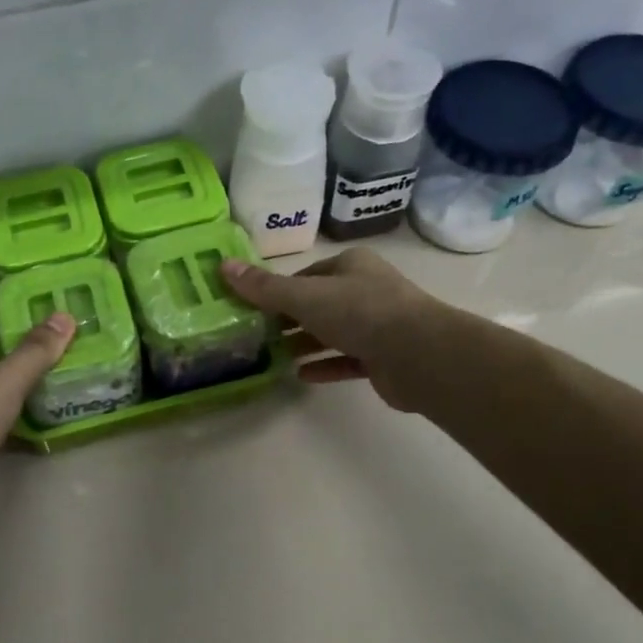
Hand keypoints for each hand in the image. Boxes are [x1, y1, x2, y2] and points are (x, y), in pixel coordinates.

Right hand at [222, 247, 445, 411]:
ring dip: (305, 344)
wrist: (419, 354)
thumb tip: (223, 266)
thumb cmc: (360, 312)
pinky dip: (325, 366)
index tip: (251, 309)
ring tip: (273, 357)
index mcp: (350, 266)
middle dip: (288, 320)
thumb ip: (264, 288)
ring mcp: (377, 325)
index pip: (306, 276)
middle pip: (319, 304)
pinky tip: (301, 376)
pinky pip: (347, 360)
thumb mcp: (305, 297)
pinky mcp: (383, 358)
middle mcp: (365, 290)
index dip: (278, 291)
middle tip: (256, 336)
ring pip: (333, 332)